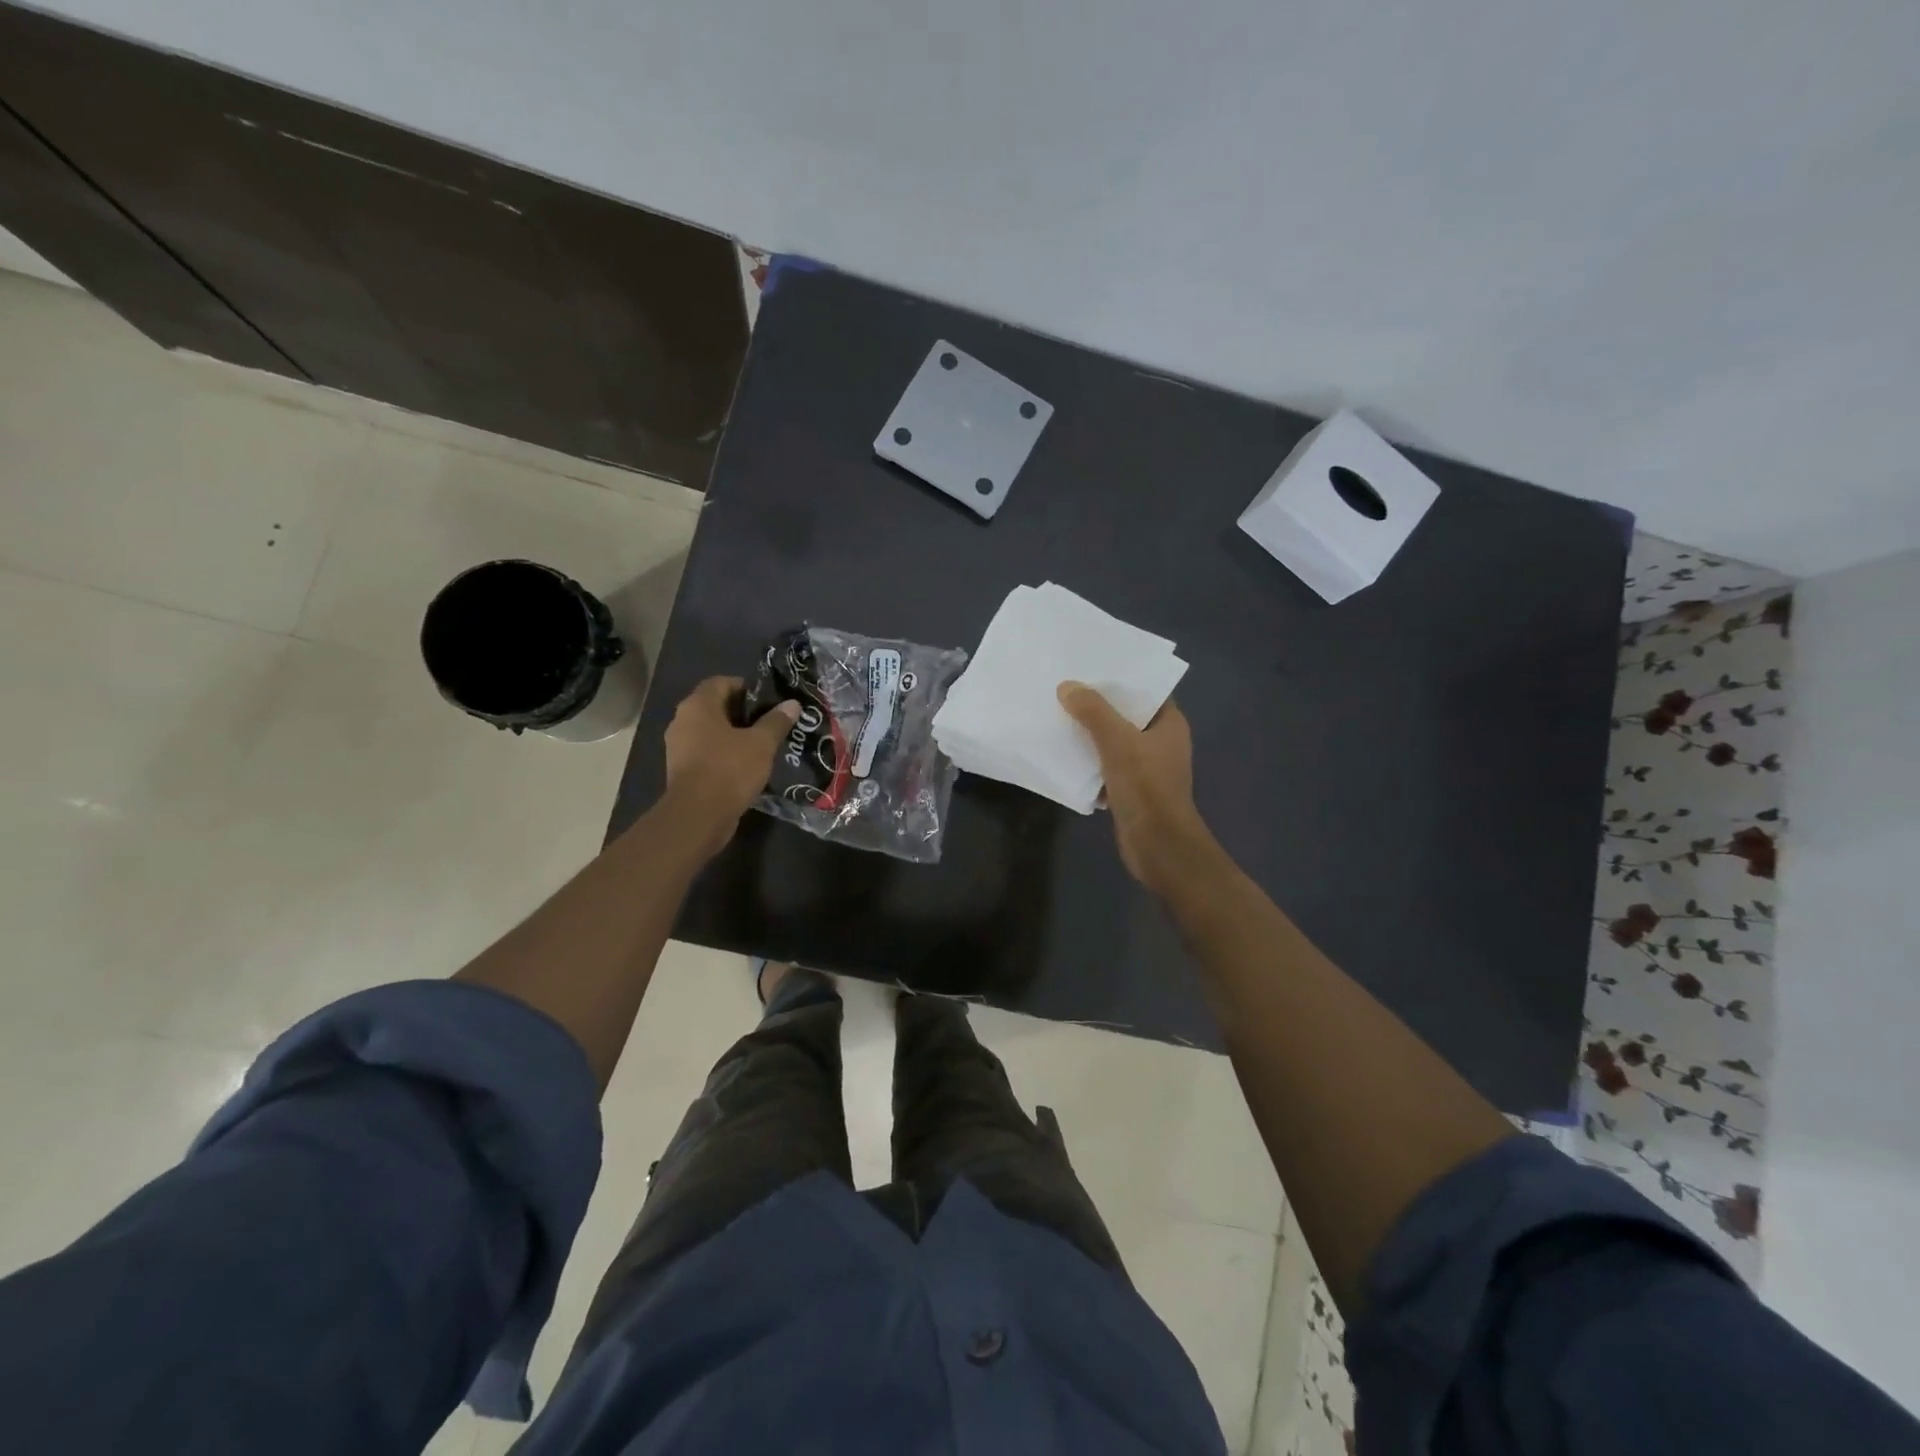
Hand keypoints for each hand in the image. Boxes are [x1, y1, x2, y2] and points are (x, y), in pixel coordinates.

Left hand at [662, 677, 799, 855]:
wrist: (698, 816)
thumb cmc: (729, 770)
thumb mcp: (761, 744)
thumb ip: (776, 722)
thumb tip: (792, 704)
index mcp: (698, 706)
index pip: (721, 682)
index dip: (745, 687)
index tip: (768, 701)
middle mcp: (682, 721)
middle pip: (715, 707)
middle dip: (743, 713)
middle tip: (770, 723)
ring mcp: (679, 747)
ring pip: (711, 732)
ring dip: (734, 736)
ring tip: (762, 745)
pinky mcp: (682, 770)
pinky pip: (707, 753)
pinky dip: (724, 755)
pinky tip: (747, 766)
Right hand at [1058, 682, 1214, 896]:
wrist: (1157, 845)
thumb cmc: (1146, 786)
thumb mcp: (1117, 742)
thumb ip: (1093, 712)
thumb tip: (1067, 686)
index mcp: (1169, 724)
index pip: (1146, 691)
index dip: (1121, 679)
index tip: (1091, 668)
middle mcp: (1161, 743)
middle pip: (1126, 716)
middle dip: (1098, 707)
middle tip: (1066, 690)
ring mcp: (1147, 769)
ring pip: (1114, 743)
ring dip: (1090, 735)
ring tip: (1059, 717)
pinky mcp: (1132, 791)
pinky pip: (1107, 768)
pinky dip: (1090, 763)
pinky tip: (1064, 755)